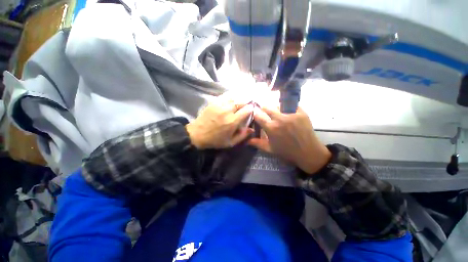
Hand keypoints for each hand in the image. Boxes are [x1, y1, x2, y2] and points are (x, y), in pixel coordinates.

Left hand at [186, 94, 253, 148]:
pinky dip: (231, 95)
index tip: (252, 111)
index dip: (251, 109)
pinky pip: (225, 95)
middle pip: (241, 101)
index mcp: (232, 121)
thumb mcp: (230, 142)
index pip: (247, 110)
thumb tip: (252, 129)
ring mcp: (220, 105)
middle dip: (247, 102)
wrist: (197, 134)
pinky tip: (233, 97)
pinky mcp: (214, 102)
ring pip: (234, 96)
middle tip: (248, 105)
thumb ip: (242, 136)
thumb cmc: (215, 140)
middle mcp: (227, 111)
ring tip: (242, 101)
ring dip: (240, 98)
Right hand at [249, 106, 330, 173]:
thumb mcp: (270, 149)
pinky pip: (291, 105)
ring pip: (279, 105)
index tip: (255, 114)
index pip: (258, 115)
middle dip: (264, 109)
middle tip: (265, 113)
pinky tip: (288, 113)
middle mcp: (280, 119)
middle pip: (267, 107)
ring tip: (278, 114)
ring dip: (276, 108)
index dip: (255, 114)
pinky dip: (288, 108)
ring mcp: (292, 114)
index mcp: (271, 128)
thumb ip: (257, 143)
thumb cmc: (287, 152)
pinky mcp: (301, 113)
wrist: (309, 153)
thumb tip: (246, 140)